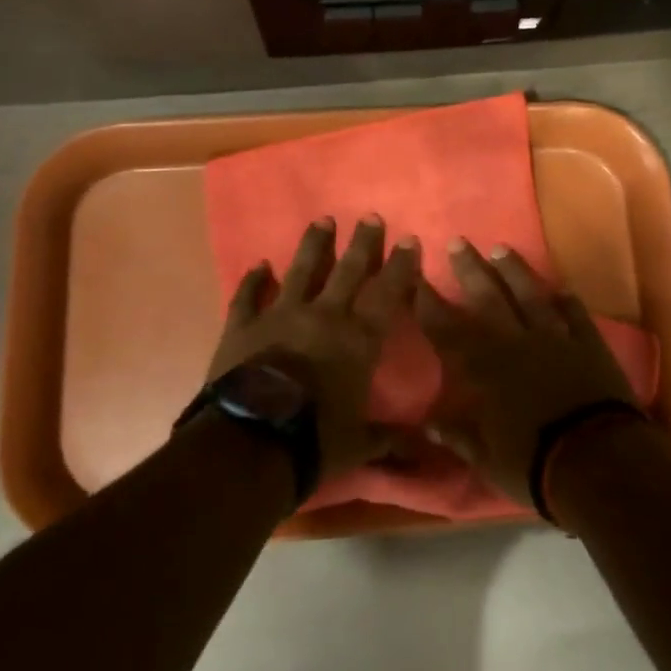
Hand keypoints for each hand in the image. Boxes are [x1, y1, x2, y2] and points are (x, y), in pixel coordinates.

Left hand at [207, 215, 420, 482]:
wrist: (251, 443)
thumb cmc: (315, 440)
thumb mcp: (360, 444)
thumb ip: (391, 440)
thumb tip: (427, 453)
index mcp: (358, 339)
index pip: (387, 294)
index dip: (400, 266)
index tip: (408, 240)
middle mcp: (324, 316)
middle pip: (348, 270)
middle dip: (363, 243)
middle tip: (371, 217)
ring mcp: (280, 316)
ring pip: (301, 270)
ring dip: (314, 245)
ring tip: (323, 220)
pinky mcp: (243, 327)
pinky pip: (248, 297)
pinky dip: (253, 281)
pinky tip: (258, 265)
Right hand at [415, 239, 637, 506]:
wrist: (598, 461)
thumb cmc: (533, 463)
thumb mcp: (486, 459)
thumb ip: (458, 435)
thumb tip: (428, 422)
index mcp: (486, 368)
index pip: (448, 330)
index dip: (430, 304)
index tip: (416, 278)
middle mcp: (516, 343)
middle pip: (488, 298)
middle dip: (470, 270)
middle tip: (457, 242)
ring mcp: (555, 339)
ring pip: (530, 296)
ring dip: (515, 272)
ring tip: (501, 249)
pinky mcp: (588, 345)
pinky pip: (575, 314)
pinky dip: (566, 301)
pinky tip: (560, 288)